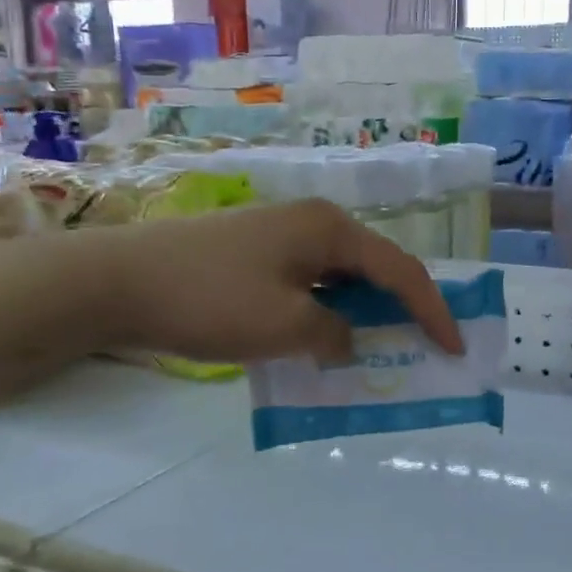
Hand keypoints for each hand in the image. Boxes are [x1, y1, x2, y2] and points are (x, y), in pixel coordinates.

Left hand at [69, 199, 463, 363]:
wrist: (115, 281)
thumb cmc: (210, 299)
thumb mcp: (286, 326)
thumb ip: (334, 335)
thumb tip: (346, 339)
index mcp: (330, 230)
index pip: (401, 271)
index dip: (434, 311)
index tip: (455, 348)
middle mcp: (312, 223)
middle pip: (375, 268)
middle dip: (403, 309)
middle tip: (425, 346)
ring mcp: (279, 236)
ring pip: (341, 278)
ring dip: (363, 313)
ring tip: (381, 348)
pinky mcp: (254, 254)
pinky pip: (310, 284)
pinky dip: (327, 313)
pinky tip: (324, 340)